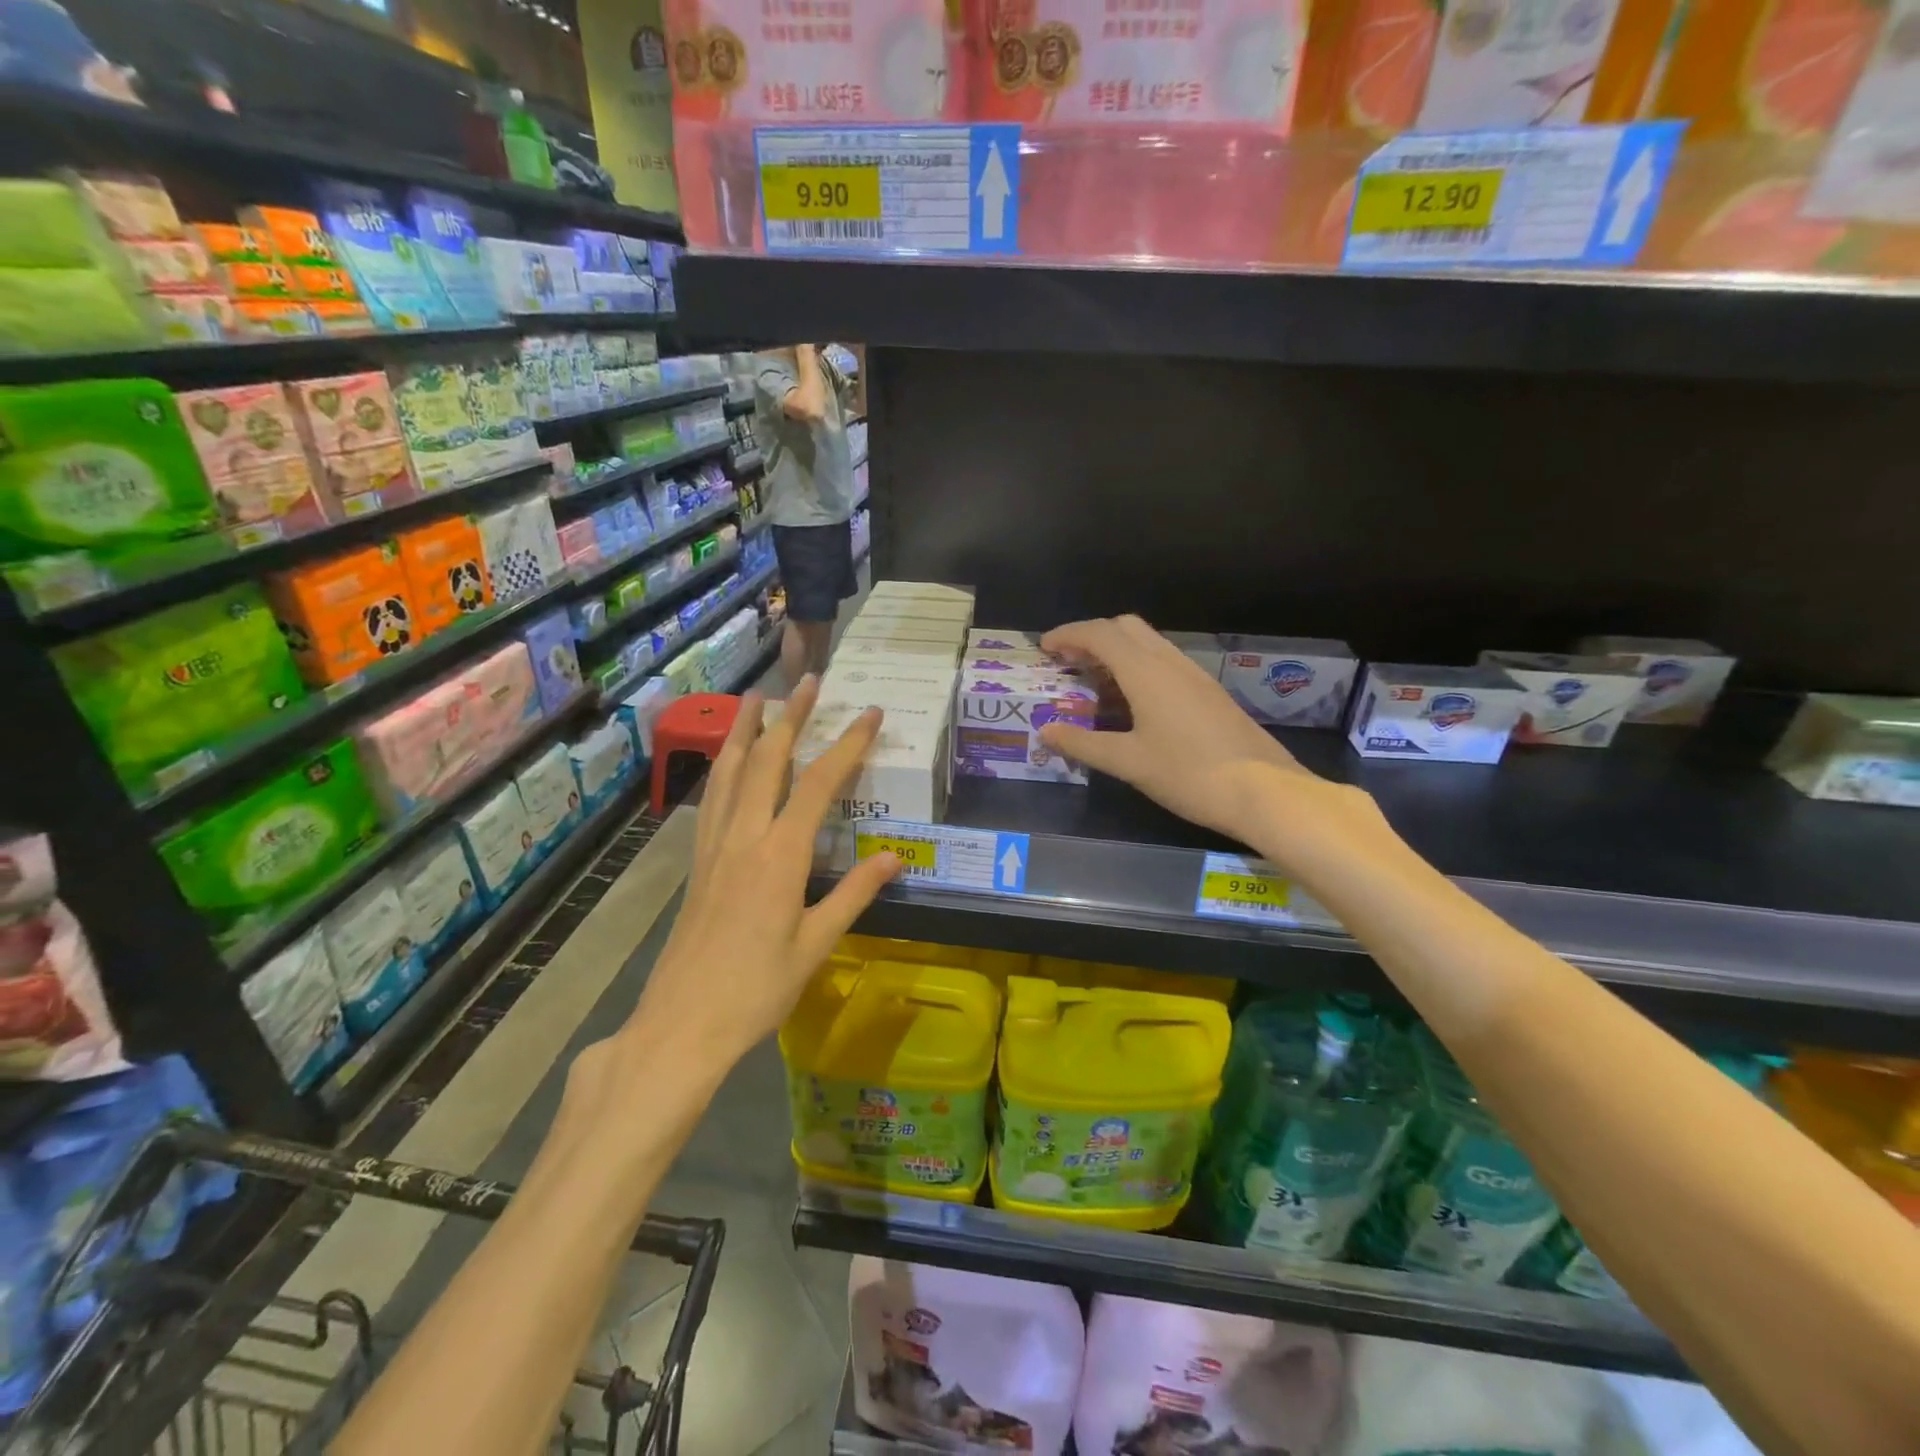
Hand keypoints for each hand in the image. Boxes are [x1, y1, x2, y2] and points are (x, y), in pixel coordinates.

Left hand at [586, 678, 900, 1084]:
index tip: (870, 713)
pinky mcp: (697, 862)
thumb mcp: (815, 945)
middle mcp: (744, 837)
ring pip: (729, 772)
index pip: (819, 784)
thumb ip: (854, 894)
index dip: (847, 744)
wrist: (681, 1025)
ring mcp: (714, 846)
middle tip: (808, 680)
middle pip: (767, 761)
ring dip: (746, 729)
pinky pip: (712, 798)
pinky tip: (726, 761)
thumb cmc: (756, 990)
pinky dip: (723, 766)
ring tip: (756, 697)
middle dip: (790, 716)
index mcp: (780, 855)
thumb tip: (895, 856)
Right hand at [1037, 616, 1377, 858]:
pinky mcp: (1207, 692)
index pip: (1099, 634)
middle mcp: (1169, 662)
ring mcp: (1193, 675)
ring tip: (1092, 683)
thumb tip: (1045, 731)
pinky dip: (1136, 668)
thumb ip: (1082, 743)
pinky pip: (1163, 663)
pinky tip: (1130, 703)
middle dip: (1092, 637)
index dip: (1068, 635)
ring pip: (1147, 644)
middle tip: (1068, 663)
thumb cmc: (1188, 773)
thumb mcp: (1128, 762)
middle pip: (1125, 628)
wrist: (1263, 790)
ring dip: (1116, 652)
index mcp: (1145, 671)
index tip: (1044, 648)